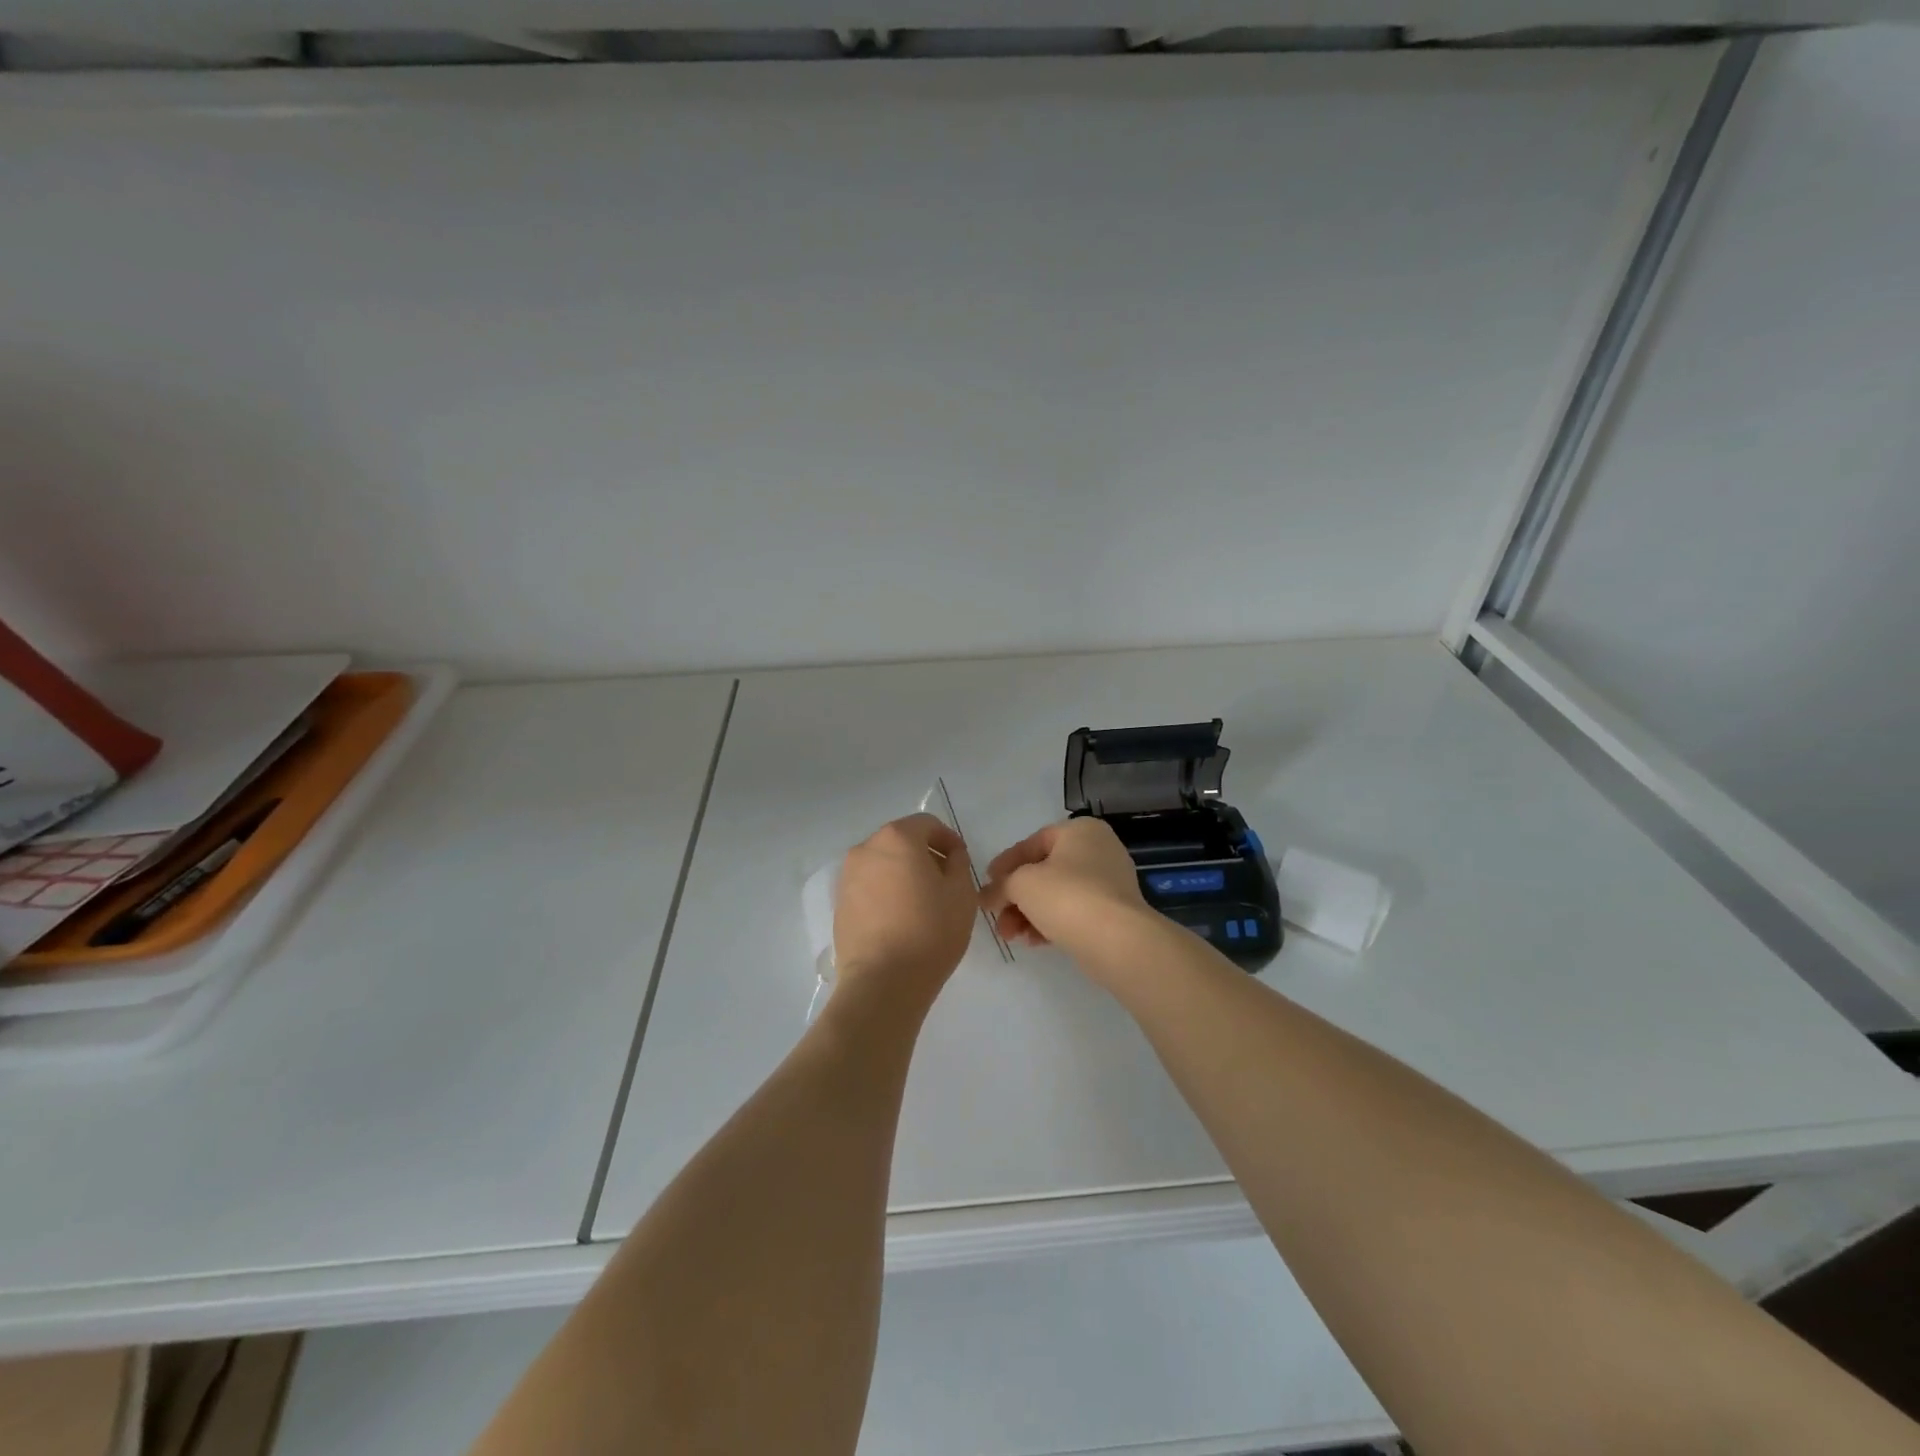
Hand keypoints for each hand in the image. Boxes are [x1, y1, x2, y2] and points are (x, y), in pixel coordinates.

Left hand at [833, 813, 979, 1009]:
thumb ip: (958, 863)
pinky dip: (885, 892)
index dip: (948, 839)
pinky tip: (900, 919)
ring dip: (902, 873)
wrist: (882, 982)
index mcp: (897, 838)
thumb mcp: (961, 893)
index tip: (961, 861)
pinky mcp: (839, 904)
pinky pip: (868, 886)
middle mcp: (866, 849)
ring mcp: (847, 877)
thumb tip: (949, 855)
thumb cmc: (929, 931)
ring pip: (882, 864)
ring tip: (922, 903)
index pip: (927, 824)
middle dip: (924, 855)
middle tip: (944, 882)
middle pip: (901, 841)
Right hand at [981, 818, 1148, 955]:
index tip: (987, 884)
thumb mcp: (1021, 884)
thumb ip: (1000, 886)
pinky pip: (1074, 913)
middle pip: (1044, 872)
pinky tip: (1033, 942)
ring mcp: (1110, 883)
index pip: (1033, 842)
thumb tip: (986, 896)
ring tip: (1011, 936)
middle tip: (996, 917)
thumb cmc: (1066, 896)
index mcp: (1080, 830)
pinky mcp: (1114, 913)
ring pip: (1057, 895)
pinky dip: (1050, 924)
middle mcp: (1099, 850)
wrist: (1117, 941)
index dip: (1005, 864)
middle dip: (1015, 897)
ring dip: (1028, 914)